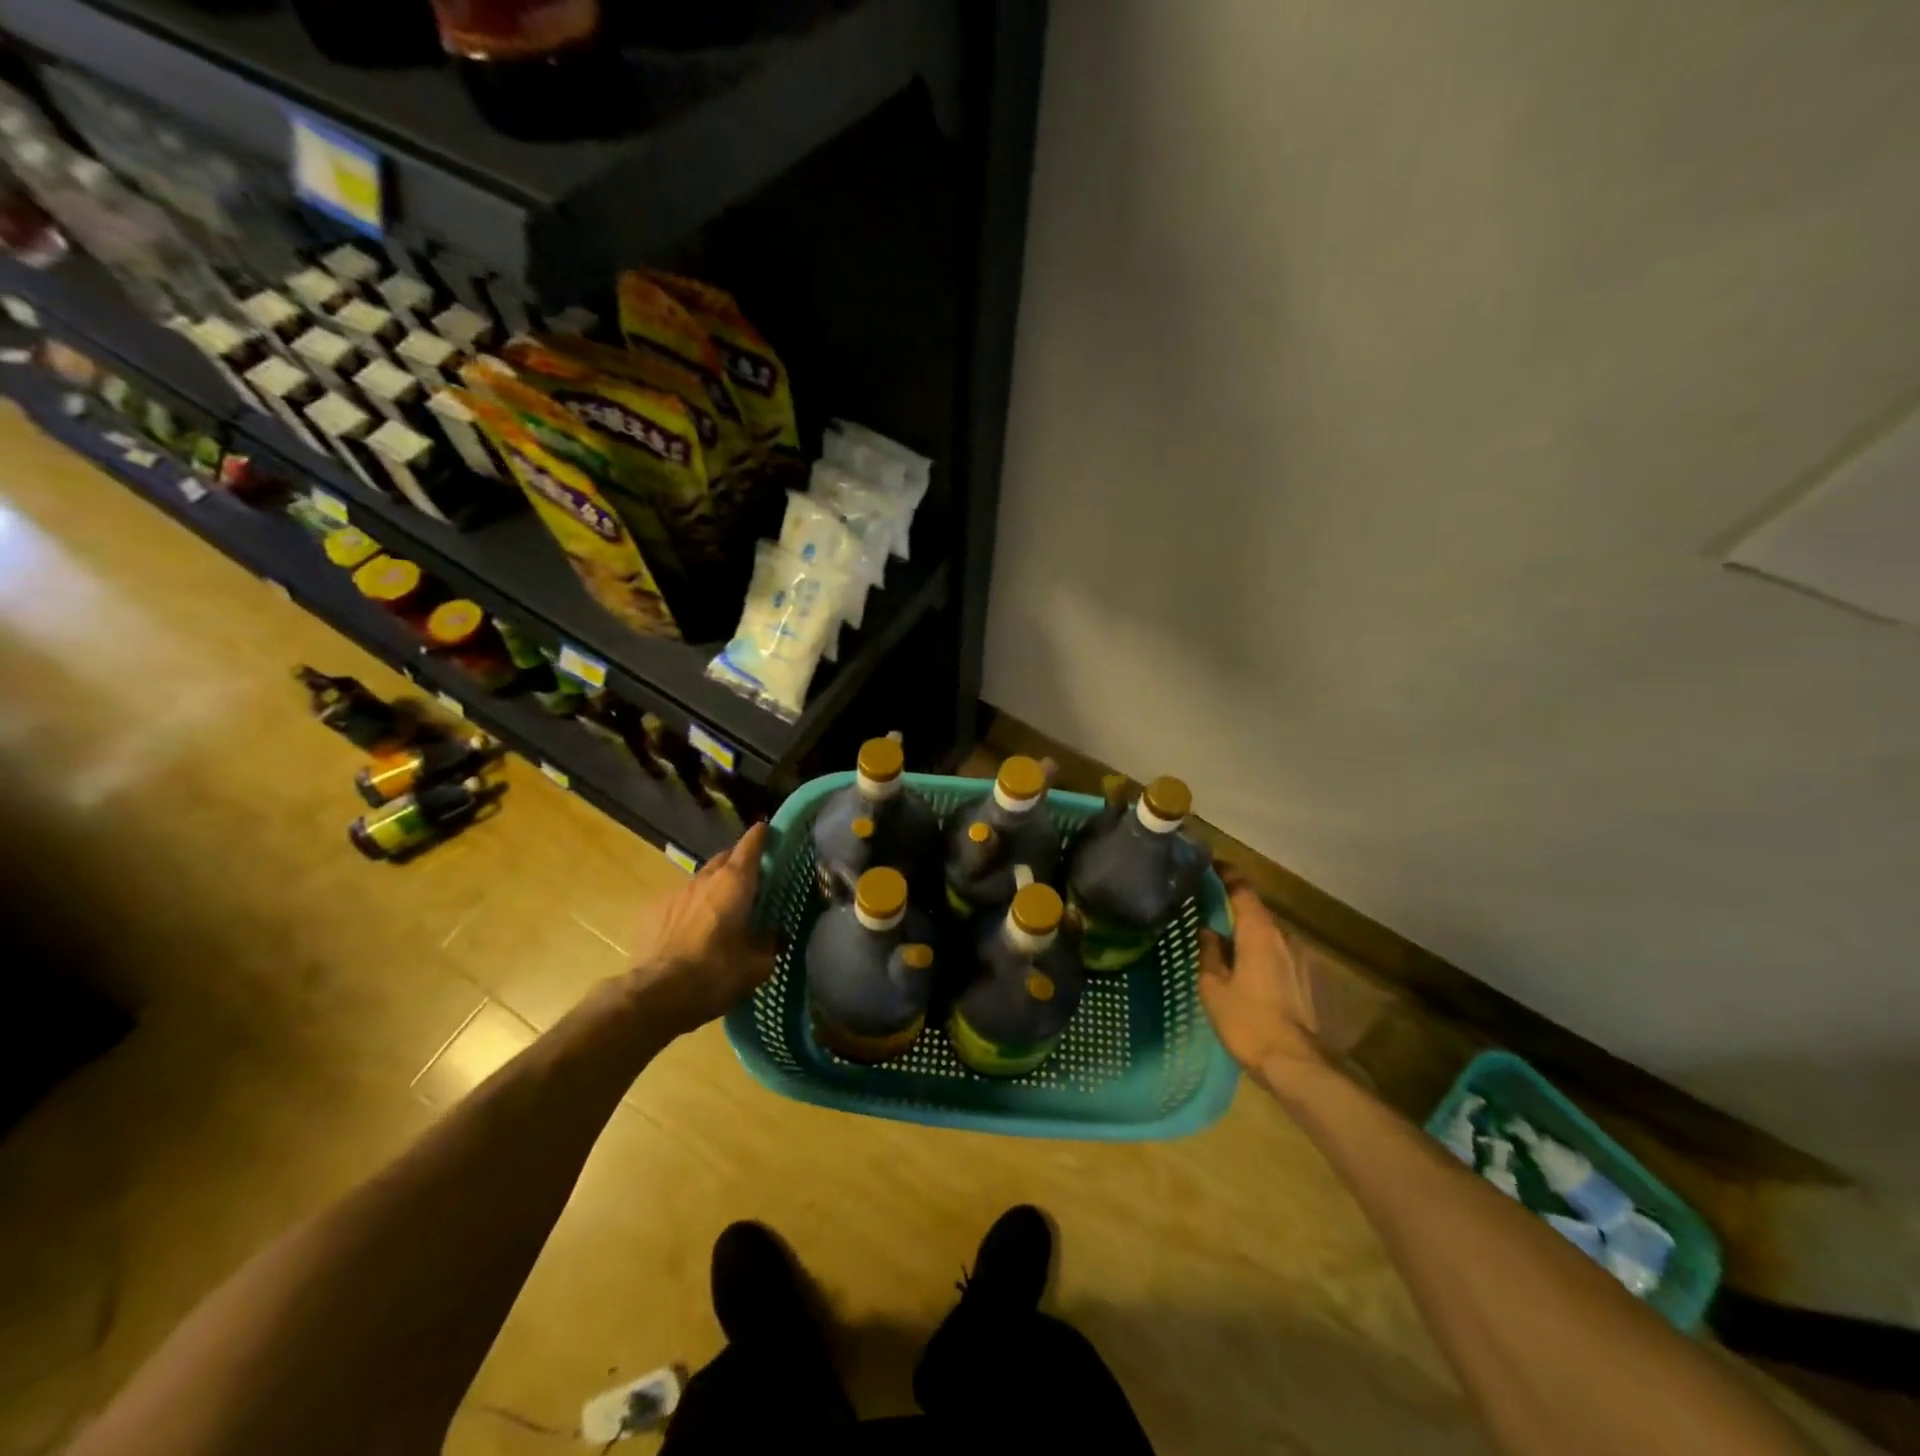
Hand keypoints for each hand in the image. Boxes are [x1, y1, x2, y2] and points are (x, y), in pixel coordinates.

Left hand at [625, 822, 777, 1040]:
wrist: (657, 995)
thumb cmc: (716, 973)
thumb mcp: (757, 965)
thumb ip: (770, 943)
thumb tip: (776, 936)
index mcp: (735, 883)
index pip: (751, 845)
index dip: (761, 836)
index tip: (767, 831)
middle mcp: (705, 879)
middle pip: (724, 859)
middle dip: (737, 864)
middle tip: (749, 881)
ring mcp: (675, 893)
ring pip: (700, 881)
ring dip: (712, 889)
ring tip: (719, 912)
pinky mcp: (652, 912)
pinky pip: (678, 902)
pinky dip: (688, 909)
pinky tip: (690, 932)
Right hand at [1198, 872, 1326, 1088]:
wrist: (1298, 1065)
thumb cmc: (1247, 1022)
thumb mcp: (1214, 988)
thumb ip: (1209, 953)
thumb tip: (1208, 931)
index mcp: (1259, 932)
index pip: (1243, 889)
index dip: (1227, 875)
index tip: (1211, 867)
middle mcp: (1286, 937)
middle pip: (1258, 913)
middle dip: (1236, 913)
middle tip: (1212, 918)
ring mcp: (1305, 959)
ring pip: (1272, 938)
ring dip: (1253, 939)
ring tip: (1232, 953)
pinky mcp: (1314, 982)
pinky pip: (1284, 959)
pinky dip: (1267, 959)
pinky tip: (1254, 979)